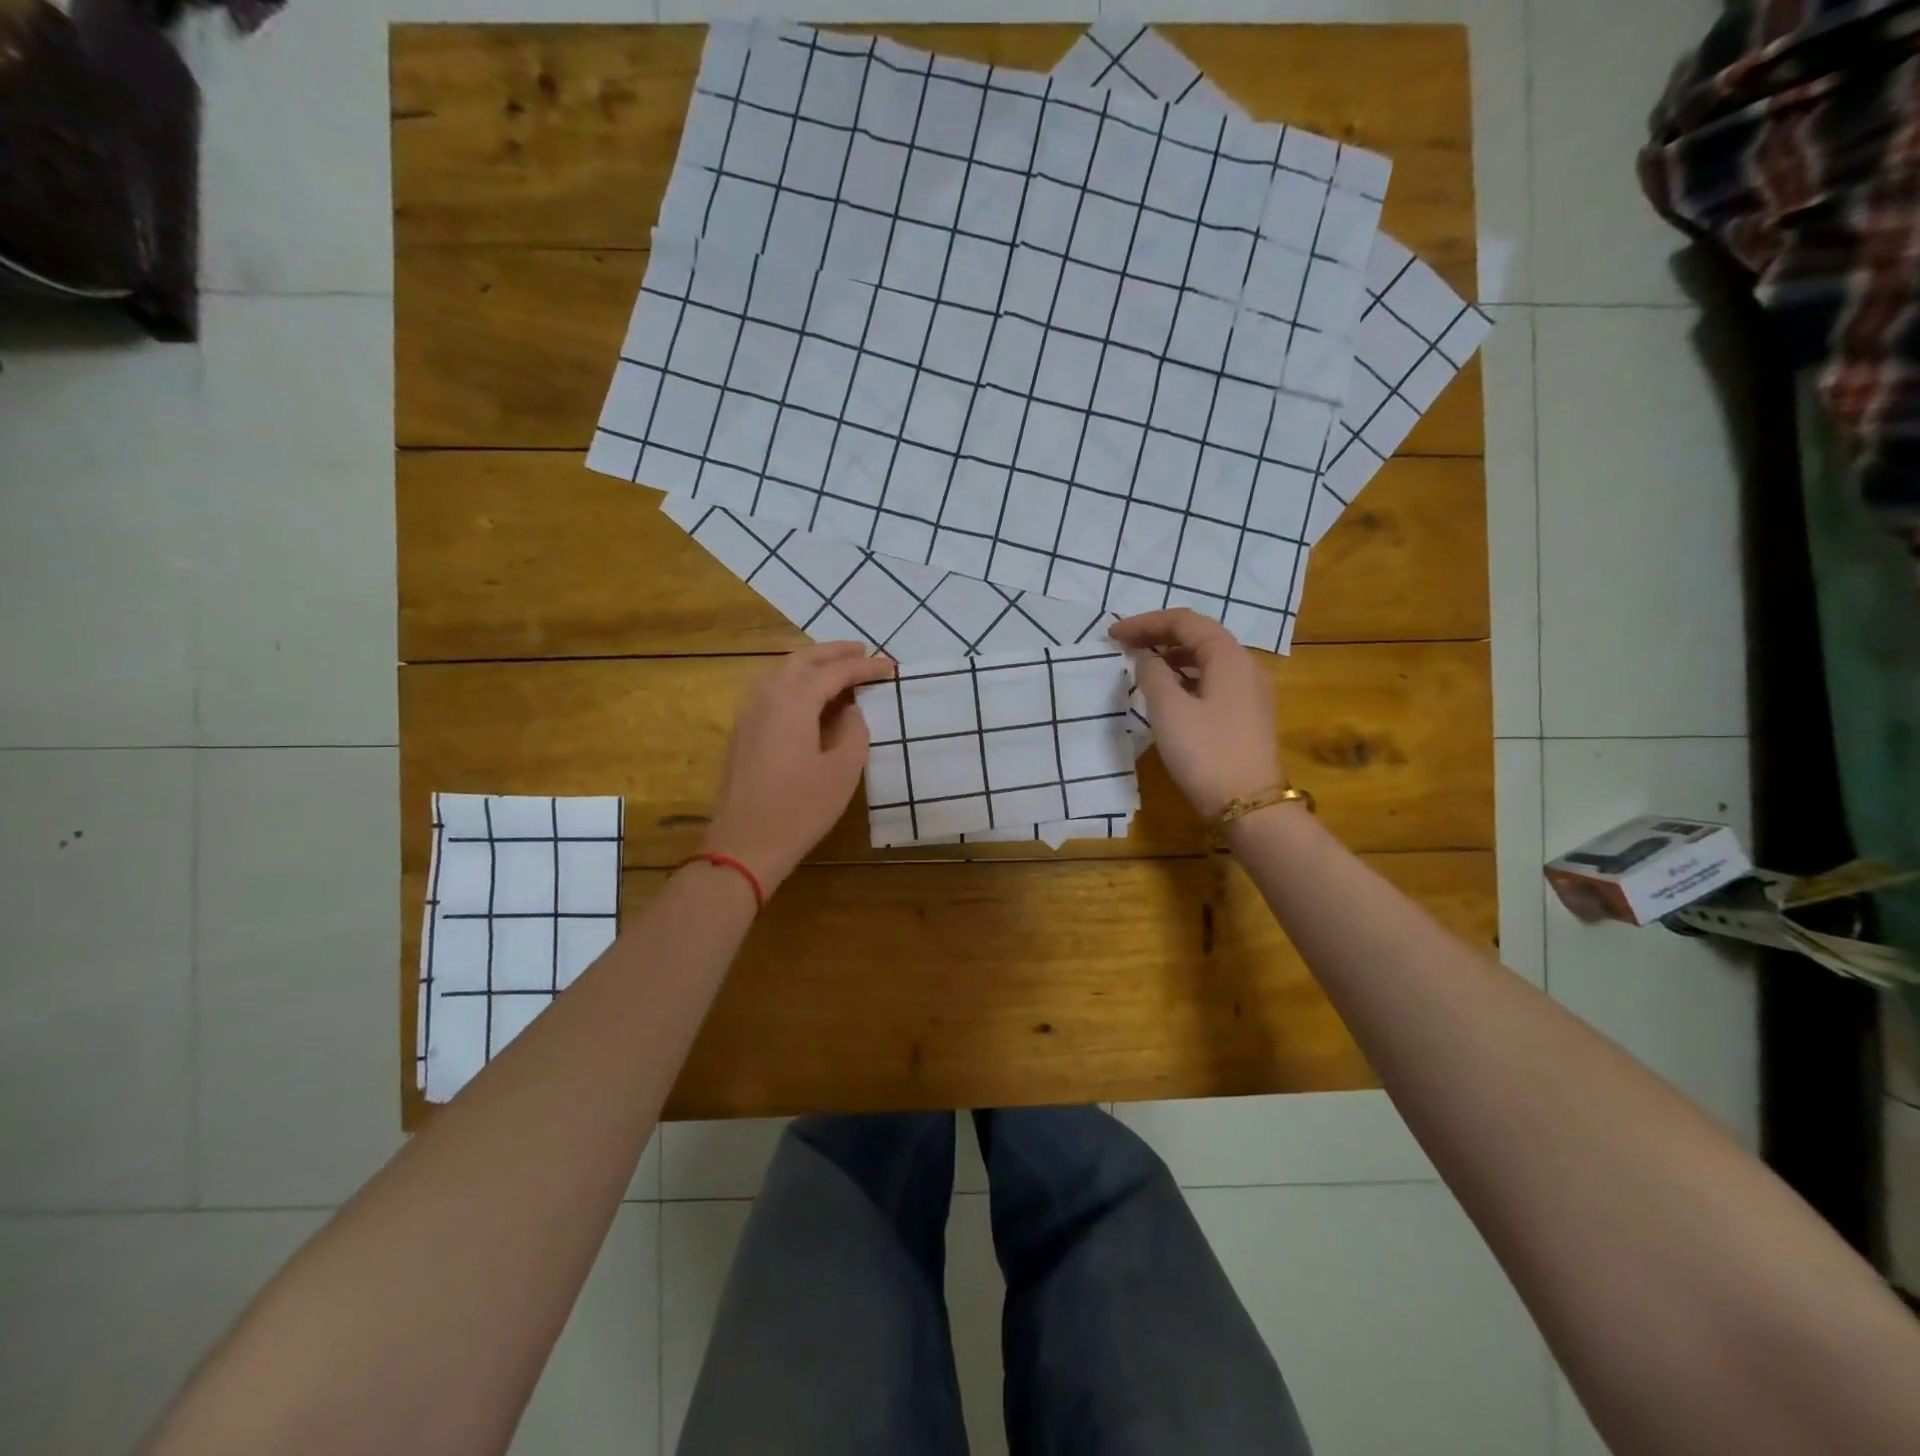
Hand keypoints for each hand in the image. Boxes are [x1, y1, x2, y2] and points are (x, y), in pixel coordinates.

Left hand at [704, 643, 895, 890]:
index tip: (891, 667)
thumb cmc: (800, 809)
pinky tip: (811, 697)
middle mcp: (766, 697)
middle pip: (802, 660)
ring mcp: (748, 714)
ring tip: (840, 668)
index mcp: (792, 701)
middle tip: (862, 652)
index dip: (864, 667)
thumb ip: (853, 731)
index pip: (834, 672)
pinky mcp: (743, 732)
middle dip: (834, 653)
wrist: (745, 845)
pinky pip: (772, 691)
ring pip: (782, 672)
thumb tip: (849, 711)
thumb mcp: (842, 770)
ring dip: (812, 665)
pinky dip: (796, 682)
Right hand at [1109, 609, 1283, 821]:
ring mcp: (1250, 691)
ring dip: (1172, 656)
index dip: (1146, 622)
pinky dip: (1185, 676)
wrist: (1248, 805)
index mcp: (1229, 657)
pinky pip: (1212, 680)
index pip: (1185, 621)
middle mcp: (1245, 666)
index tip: (1114, 635)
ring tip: (1140, 665)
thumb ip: (1152, 674)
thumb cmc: (1206, 753)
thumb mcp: (1169, 710)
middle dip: (1159, 635)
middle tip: (1124, 644)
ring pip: (1207, 658)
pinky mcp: (1246, 714)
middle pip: (1199, 635)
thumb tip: (1145, 657)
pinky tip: (1167, 691)